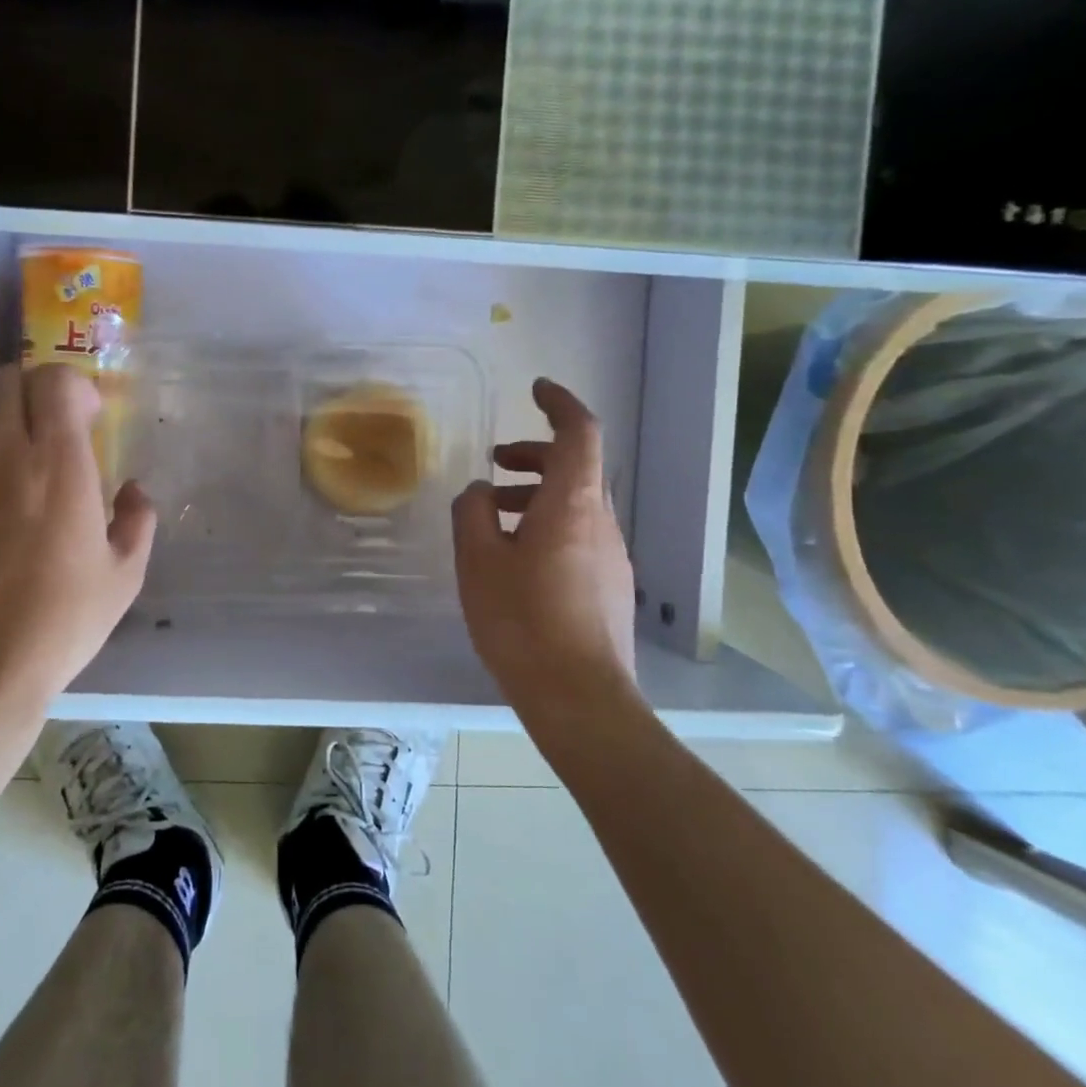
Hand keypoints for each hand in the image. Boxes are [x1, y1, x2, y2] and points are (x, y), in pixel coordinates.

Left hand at [0, 363, 155, 716]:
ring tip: (8, 453)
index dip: (73, 387)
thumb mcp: (124, 577)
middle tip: (49, 429)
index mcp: (60, 465)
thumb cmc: (60, 621)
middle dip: (34, 393)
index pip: (55, 382)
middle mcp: (5, 454)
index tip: (86, 419)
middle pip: (8, 381)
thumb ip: (138, 521)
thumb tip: (134, 490)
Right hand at [452, 378, 641, 726]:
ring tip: (492, 515)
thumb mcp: (478, 560)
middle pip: (575, 467)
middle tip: (495, 461)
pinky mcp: (609, 585)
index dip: (560, 404)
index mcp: (573, 504)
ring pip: (575, 503)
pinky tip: (514, 558)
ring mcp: (612, 556)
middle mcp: (602, 522)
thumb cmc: (522, 620)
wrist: (580, 697)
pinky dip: (546, 524)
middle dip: (534, 455)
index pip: (579, 433)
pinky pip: (579, 534)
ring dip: (536, 494)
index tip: (537, 389)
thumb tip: (480, 492)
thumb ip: (472, 513)